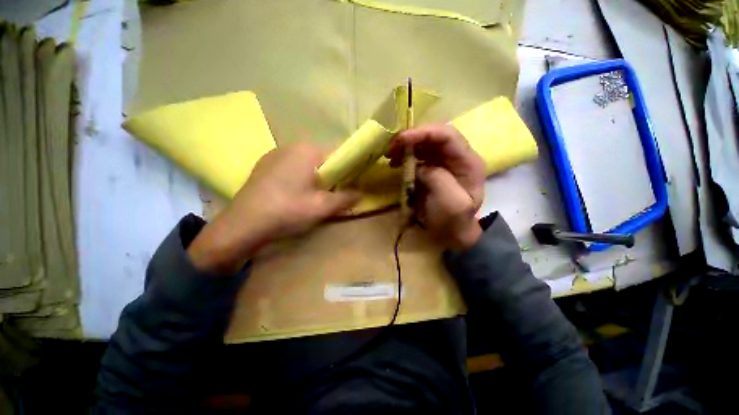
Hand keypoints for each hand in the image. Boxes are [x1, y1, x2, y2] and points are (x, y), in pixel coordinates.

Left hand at [188, 144, 360, 273]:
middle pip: (321, 158)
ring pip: (306, 163)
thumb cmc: (287, 211)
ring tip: (313, 195)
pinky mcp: (264, 165)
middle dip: (331, 174)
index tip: (350, 184)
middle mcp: (291, 146)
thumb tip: (361, 194)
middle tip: (333, 193)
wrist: (243, 224)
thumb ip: (345, 199)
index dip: (347, 168)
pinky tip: (294, 194)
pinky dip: (299, 177)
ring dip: (315, 176)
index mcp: (307, 151)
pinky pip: (291, 167)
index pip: (337, 153)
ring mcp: (274, 154)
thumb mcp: (322, 207)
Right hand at [388, 124, 485, 249]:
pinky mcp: (432, 168)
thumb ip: (439, 179)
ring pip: (424, 143)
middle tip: (391, 148)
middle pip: (434, 135)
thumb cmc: (453, 222)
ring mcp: (444, 161)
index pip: (447, 135)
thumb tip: (420, 165)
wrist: (450, 234)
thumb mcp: (452, 204)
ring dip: (406, 146)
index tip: (401, 140)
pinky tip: (396, 163)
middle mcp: (457, 156)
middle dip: (411, 137)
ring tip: (391, 156)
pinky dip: (405, 155)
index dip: (424, 132)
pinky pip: (418, 154)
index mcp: (468, 162)